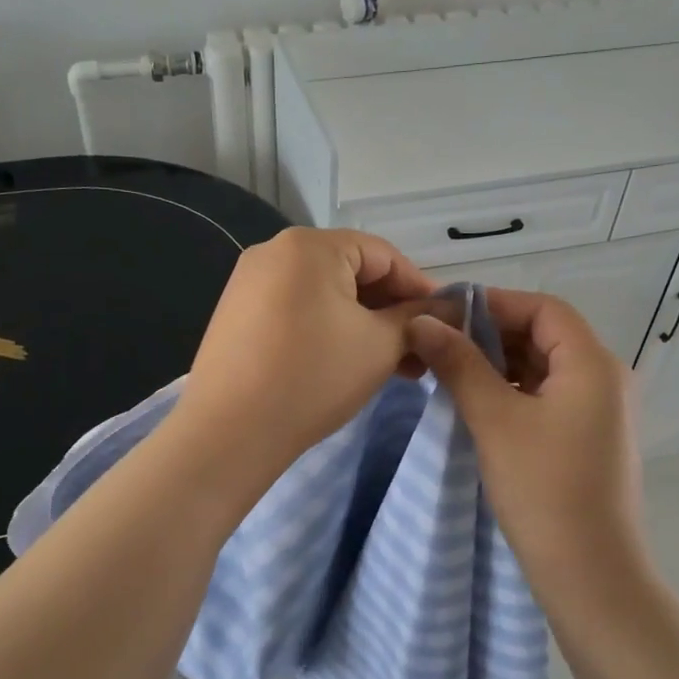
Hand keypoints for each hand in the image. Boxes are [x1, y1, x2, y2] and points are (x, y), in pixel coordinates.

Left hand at [179, 227, 434, 473]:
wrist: (229, 432)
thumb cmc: (314, 377)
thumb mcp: (379, 345)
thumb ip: (417, 318)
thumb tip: (449, 307)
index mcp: (309, 245)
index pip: (383, 254)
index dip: (420, 289)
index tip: (446, 323)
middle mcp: (273, 252)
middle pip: (352, 272)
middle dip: (391, 313)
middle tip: (421, 354)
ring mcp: (249, 283)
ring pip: (325, 296)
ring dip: (364, 326)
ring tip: (395, 368)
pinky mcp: (236, 315)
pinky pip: (297, 311)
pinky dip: (329, 331)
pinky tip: (350, 365)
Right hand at [407, 292, 642, 581]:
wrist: (589, 574)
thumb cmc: (543, 489)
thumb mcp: (495, 419)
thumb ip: (458, 364)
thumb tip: (421, 321)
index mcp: (593, 364)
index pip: (543, 309)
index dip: (494, 303)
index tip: (445, 315)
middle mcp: (605, 379)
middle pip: (546, 335)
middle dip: (492, 334)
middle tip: (440, 344)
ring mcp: (600, 412)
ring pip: (544, 368)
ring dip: (500, 364)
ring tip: (451, 372)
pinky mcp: (588, 439)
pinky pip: (548, 397)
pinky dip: (513, 391)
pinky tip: (479, 404)